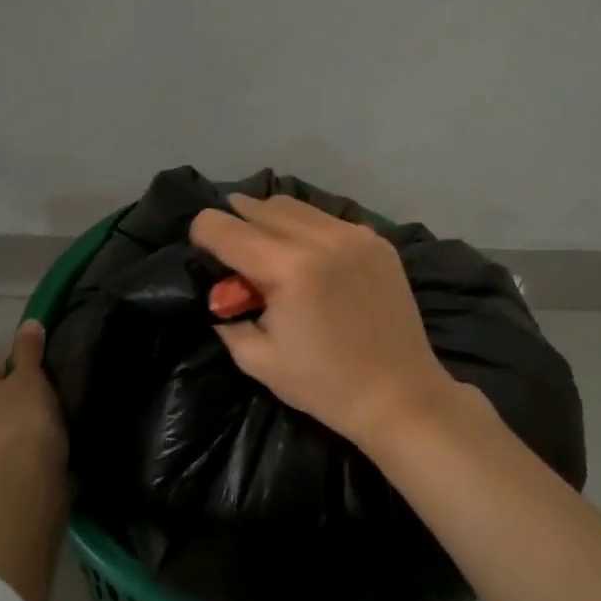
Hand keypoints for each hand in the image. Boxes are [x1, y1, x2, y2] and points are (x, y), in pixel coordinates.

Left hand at [0, 320, 66, 483]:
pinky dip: (6, 450)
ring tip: (36, 429)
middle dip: (6, 398)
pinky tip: (29, 453)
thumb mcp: (32, 377)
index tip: (36, 379)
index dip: (13, 369)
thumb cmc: (25, 418)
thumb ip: (29, 349)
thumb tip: (29, 322)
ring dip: (4, 425)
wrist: (21, 479)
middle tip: (38, 402)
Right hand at [190, 194, 463, 451]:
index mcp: (288, 268)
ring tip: (266, 250)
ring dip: (270, 220)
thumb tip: (221, 294)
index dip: (202, 233)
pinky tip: (307, 257)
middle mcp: (322, 238)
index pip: (226, 228)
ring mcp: (354, 235)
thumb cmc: (325, 385)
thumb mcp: (258, 360)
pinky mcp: (377, 241)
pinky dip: (306, 228)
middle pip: (259, 206)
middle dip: (236, 223)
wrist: (400, 394)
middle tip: (232, 253)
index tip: (200, 249)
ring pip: (294, 206)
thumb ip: (229, 317)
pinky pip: (327, 218)